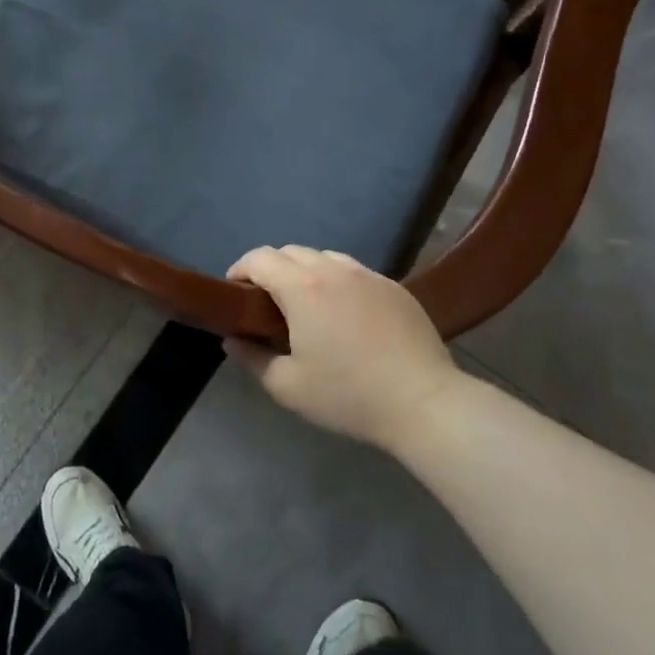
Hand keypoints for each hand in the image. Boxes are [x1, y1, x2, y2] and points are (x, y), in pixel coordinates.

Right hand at [225, 246, 458, 450]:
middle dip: (271, 269)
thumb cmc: (348, 395)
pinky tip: (345, 315)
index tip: (234, 292)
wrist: (423, 402)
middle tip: (266, 303)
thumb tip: (232, 340)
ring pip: (325, 258)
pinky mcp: (394, 287)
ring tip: (306, 305)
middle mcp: (334, 269)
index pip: (260, 258)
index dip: (240, 269)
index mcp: (302, 287)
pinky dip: (338, 282)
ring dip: (305, 272)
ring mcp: (368, 275)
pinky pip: (355, 272)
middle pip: (291, 252)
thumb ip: (252, 359)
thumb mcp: (288, 387)